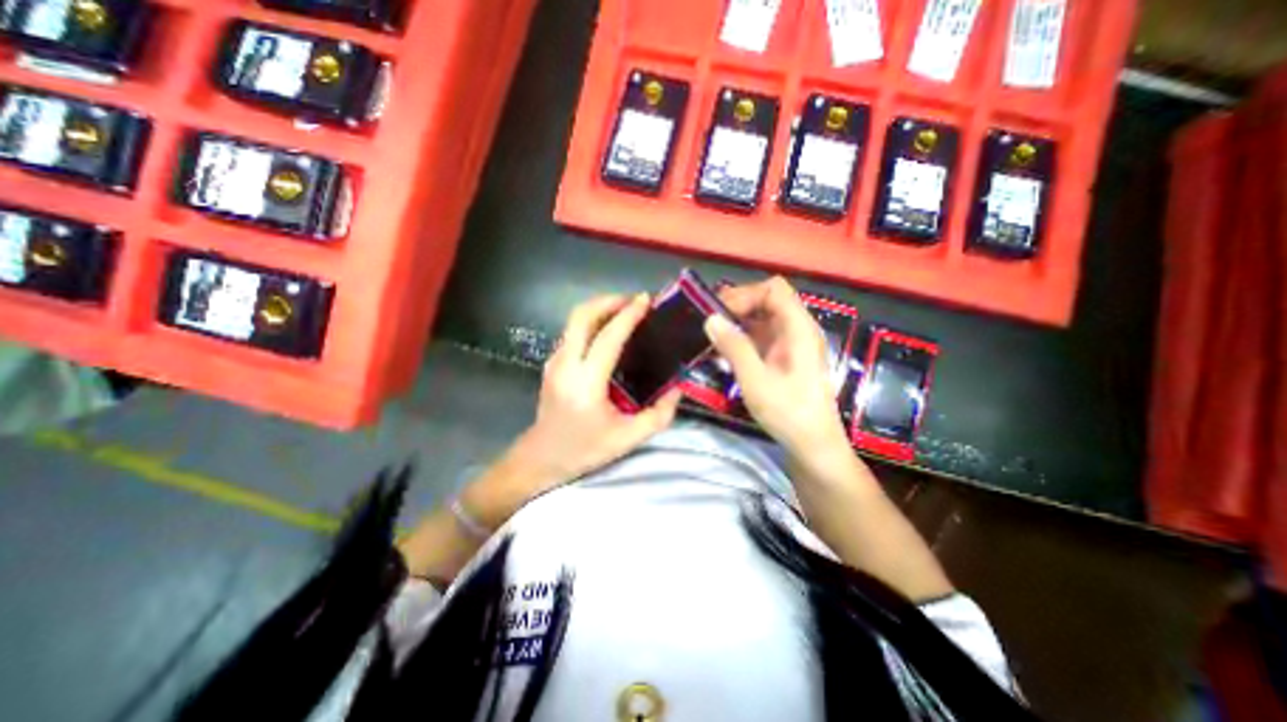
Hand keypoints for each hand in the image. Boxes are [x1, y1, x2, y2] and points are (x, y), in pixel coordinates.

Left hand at [463, 291, 682, 527]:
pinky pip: (572, 332)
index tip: (646, 300)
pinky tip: (608, 330)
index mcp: (586, 382)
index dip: (628, 315)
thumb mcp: (627, 439)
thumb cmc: (584, 449)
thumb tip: (677, 389)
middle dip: (608, 301)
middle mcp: (566, 364)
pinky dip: (591, 321)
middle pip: (582, 316)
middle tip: (634, 301)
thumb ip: (658, 415)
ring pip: (574, 320)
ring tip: (624, 310)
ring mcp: (555, 361)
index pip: (608, 338)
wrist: (541, 457)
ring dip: (599, 308)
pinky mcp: (552, 363)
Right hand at [703, 278, 846, 457]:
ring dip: (738, 323)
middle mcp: (797, 329)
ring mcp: (792, 343)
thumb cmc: (788, 412)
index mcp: (798, 328)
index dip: (746, 294)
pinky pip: (762, 337)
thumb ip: (734, 347)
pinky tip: (725, 352)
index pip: (773, 290)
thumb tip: (711, 318)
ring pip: (763, 319)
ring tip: (713, 336)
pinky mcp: (785, 357)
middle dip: (738, 306)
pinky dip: (743, 338)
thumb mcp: (756, 380)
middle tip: (710, 322)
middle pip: (768, 300)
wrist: (813, 445)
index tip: (720, 312)